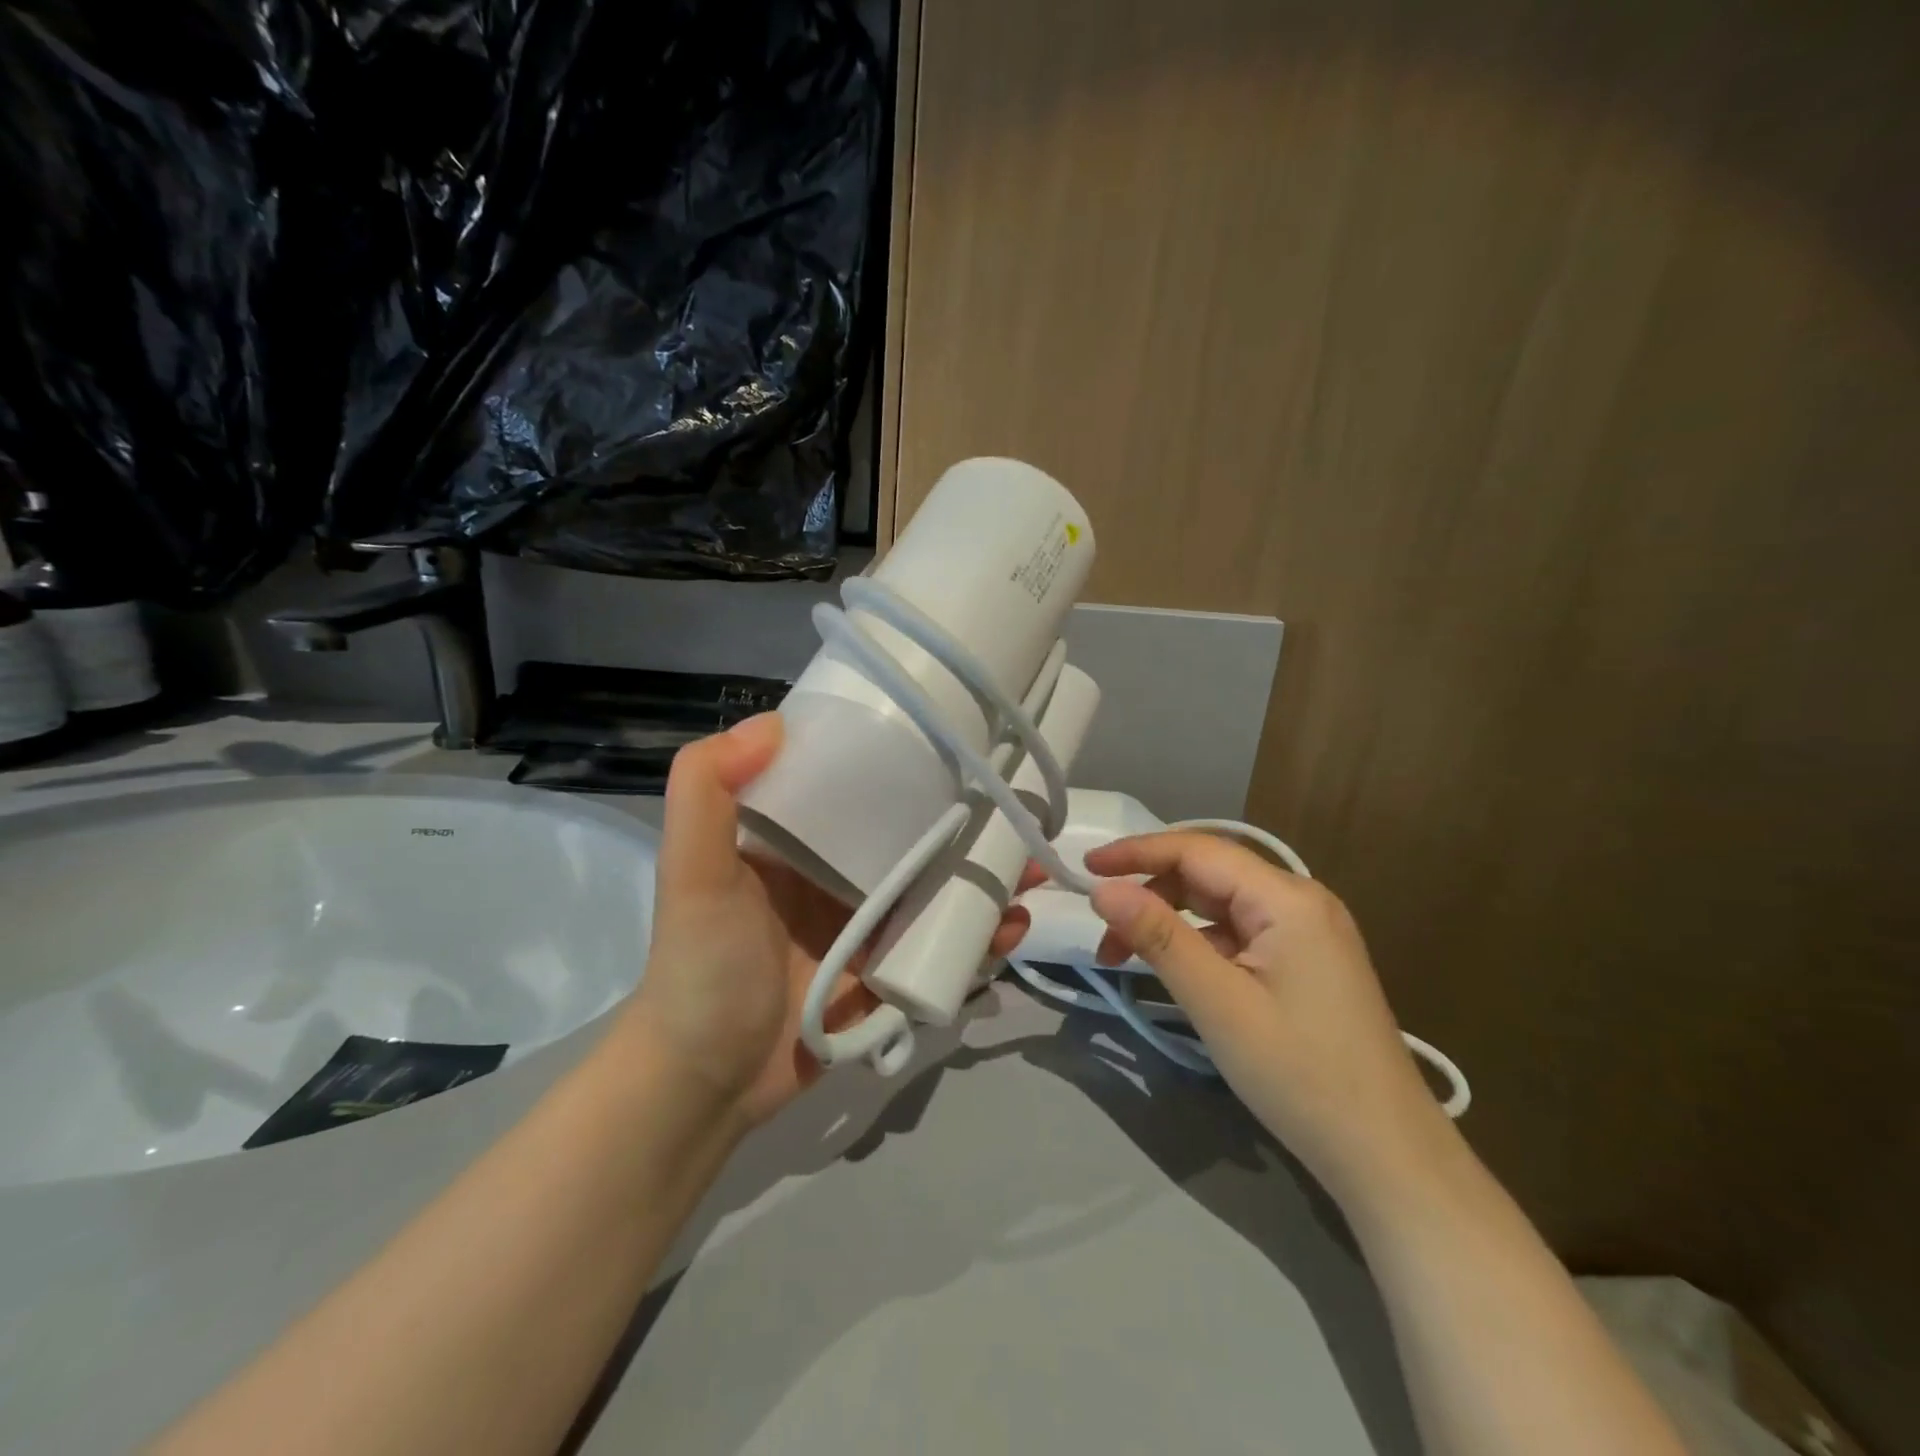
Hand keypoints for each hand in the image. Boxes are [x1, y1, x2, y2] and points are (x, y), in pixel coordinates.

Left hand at [621, 715, 1032, 1129]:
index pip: (858, 787)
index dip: (905, 766)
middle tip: (1016, 817)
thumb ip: (706, 789)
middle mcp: (836, 874)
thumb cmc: (701, 966)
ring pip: (937, 891)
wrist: (707, 1080)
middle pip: (913, 838)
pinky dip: (979, 938)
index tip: (956, 748)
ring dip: (984, 881)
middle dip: (967, 825)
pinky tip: (1008, 932)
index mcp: (798, 840)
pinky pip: (941, 947)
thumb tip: (773, 720)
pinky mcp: (886, 973)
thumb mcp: (691, 871)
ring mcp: (866, 926)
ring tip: (1027, 876)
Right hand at [1085, 833, 1452, 1203]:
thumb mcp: (1218, 1003)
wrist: (1387, 1157)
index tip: (1085, 866)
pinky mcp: (1304, 963)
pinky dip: (1197, 944)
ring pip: (1219, 905)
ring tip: (1125, 957)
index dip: (1136, 852)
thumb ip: (1159, 937)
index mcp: (1287, 898)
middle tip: (1103, 932)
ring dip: (1169, 921)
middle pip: (1208, 874)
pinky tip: (1173, 971)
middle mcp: (1299, 901)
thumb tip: (1102, 889)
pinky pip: (1237, 934)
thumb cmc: (1301, 1075)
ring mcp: (1306, 933)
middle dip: (1150, 893)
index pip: (1196, 850)